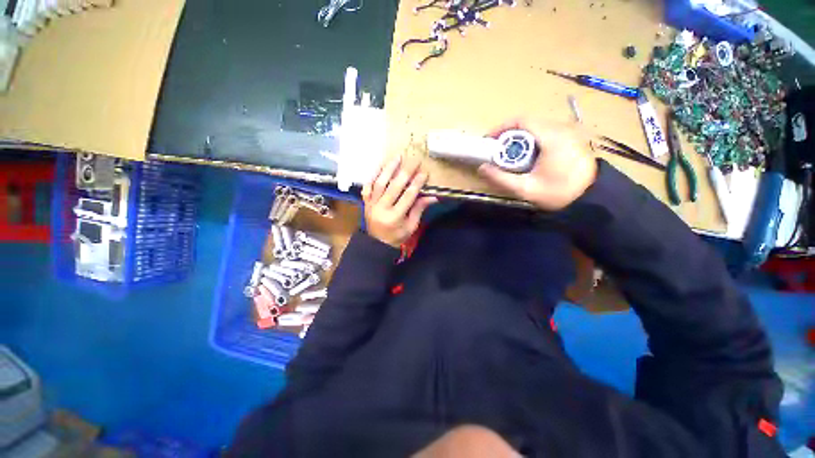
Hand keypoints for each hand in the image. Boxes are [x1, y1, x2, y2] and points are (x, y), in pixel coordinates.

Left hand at [362, 155, 437, 247]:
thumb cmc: (396, 236)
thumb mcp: (411, 226)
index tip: (424, 173)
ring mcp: (372, 204)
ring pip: (380, 183)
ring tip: (397, 157)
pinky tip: (380, 165)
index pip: (408, 196)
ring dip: (389, 168)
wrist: (376, 243)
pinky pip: (367, 186)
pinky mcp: (366, 202)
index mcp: (395, 217)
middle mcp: (382, 208)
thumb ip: (419, 210)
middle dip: (405, 172)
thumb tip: (432, 196)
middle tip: (414, 160)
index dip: (417, 184)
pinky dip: (373, 175)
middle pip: (394, 187)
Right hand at [478, 120, 597, 210]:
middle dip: (509, 134)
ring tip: (510, 153)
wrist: (592, 198)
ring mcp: (570, 131)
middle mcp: (562, 128)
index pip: (522, 120)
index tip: (489, 140)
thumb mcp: (525, 190)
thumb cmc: (559, 194)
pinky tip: (529, 154)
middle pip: (529, 122)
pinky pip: (548, 131)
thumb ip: (501, 179)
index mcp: (552, 137)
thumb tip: (481, 168)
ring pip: (538, 126)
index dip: (502, 127)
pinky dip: (533, 139)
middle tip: (497, 150)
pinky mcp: (573, 137)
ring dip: (521, 136)